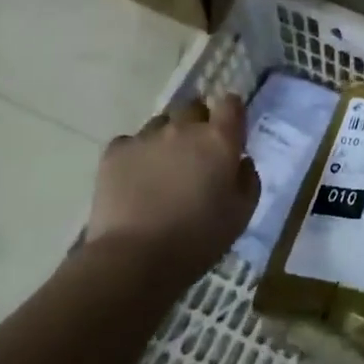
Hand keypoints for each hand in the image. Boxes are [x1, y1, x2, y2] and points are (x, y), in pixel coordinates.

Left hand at [89, 95, 258, 278]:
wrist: (134, 260)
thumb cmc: (197, 239)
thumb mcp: (241, 215)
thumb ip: (248, 179)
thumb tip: (241, 161)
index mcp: (219, 139)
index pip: (231, 103)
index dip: (231, 114)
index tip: (230, 132)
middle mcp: (184, 128)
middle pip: (193, 108)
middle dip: (197, 124)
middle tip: (195, 154)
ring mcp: (146, 137)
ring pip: (161, 124)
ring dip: (166, 138)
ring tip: (161, 169)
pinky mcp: (115, 152)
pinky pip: (129, 142)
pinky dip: (135, 155)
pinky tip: (134, 180)